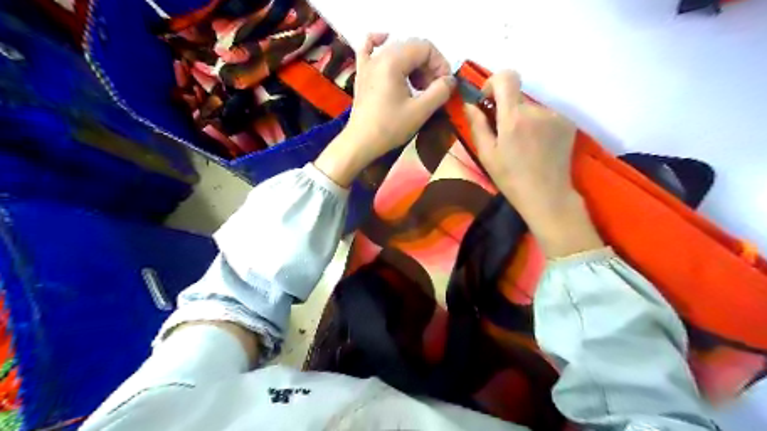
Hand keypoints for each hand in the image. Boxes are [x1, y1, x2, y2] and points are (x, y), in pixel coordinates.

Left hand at [317, 34, 454, 185]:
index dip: (440, 64)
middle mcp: (379, 56)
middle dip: (429, 66)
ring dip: (414, 64)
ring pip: (397, 50)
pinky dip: (379, 42)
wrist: (360, 143)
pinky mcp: (362, 74)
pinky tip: (385, 40)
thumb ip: (440, 92)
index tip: (444, 85)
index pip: (425, 48)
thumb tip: (450, 80)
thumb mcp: (420, 111)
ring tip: (419, 86)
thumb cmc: (389, 128)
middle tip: (433, 90)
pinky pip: (368, 48)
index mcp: (393, 61)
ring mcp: (368, 64)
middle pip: (412, 47)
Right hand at [464, 73, 602, 256]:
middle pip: (517, 96)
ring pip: (531, 108)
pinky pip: (546, 115)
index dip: (494, 83)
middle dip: (507, 110)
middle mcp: (537, 110)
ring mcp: (555, 115)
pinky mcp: (567, 123)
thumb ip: (477, 125)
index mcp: (514, 117)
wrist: (547, 196)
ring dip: (523, 119)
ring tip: (523, 146)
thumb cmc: (510, 178)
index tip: (489, 102)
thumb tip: (470, 103)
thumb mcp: (487, 154)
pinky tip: (537, 147)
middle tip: (504, 136)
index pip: (507, 77)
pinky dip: (538, 125)